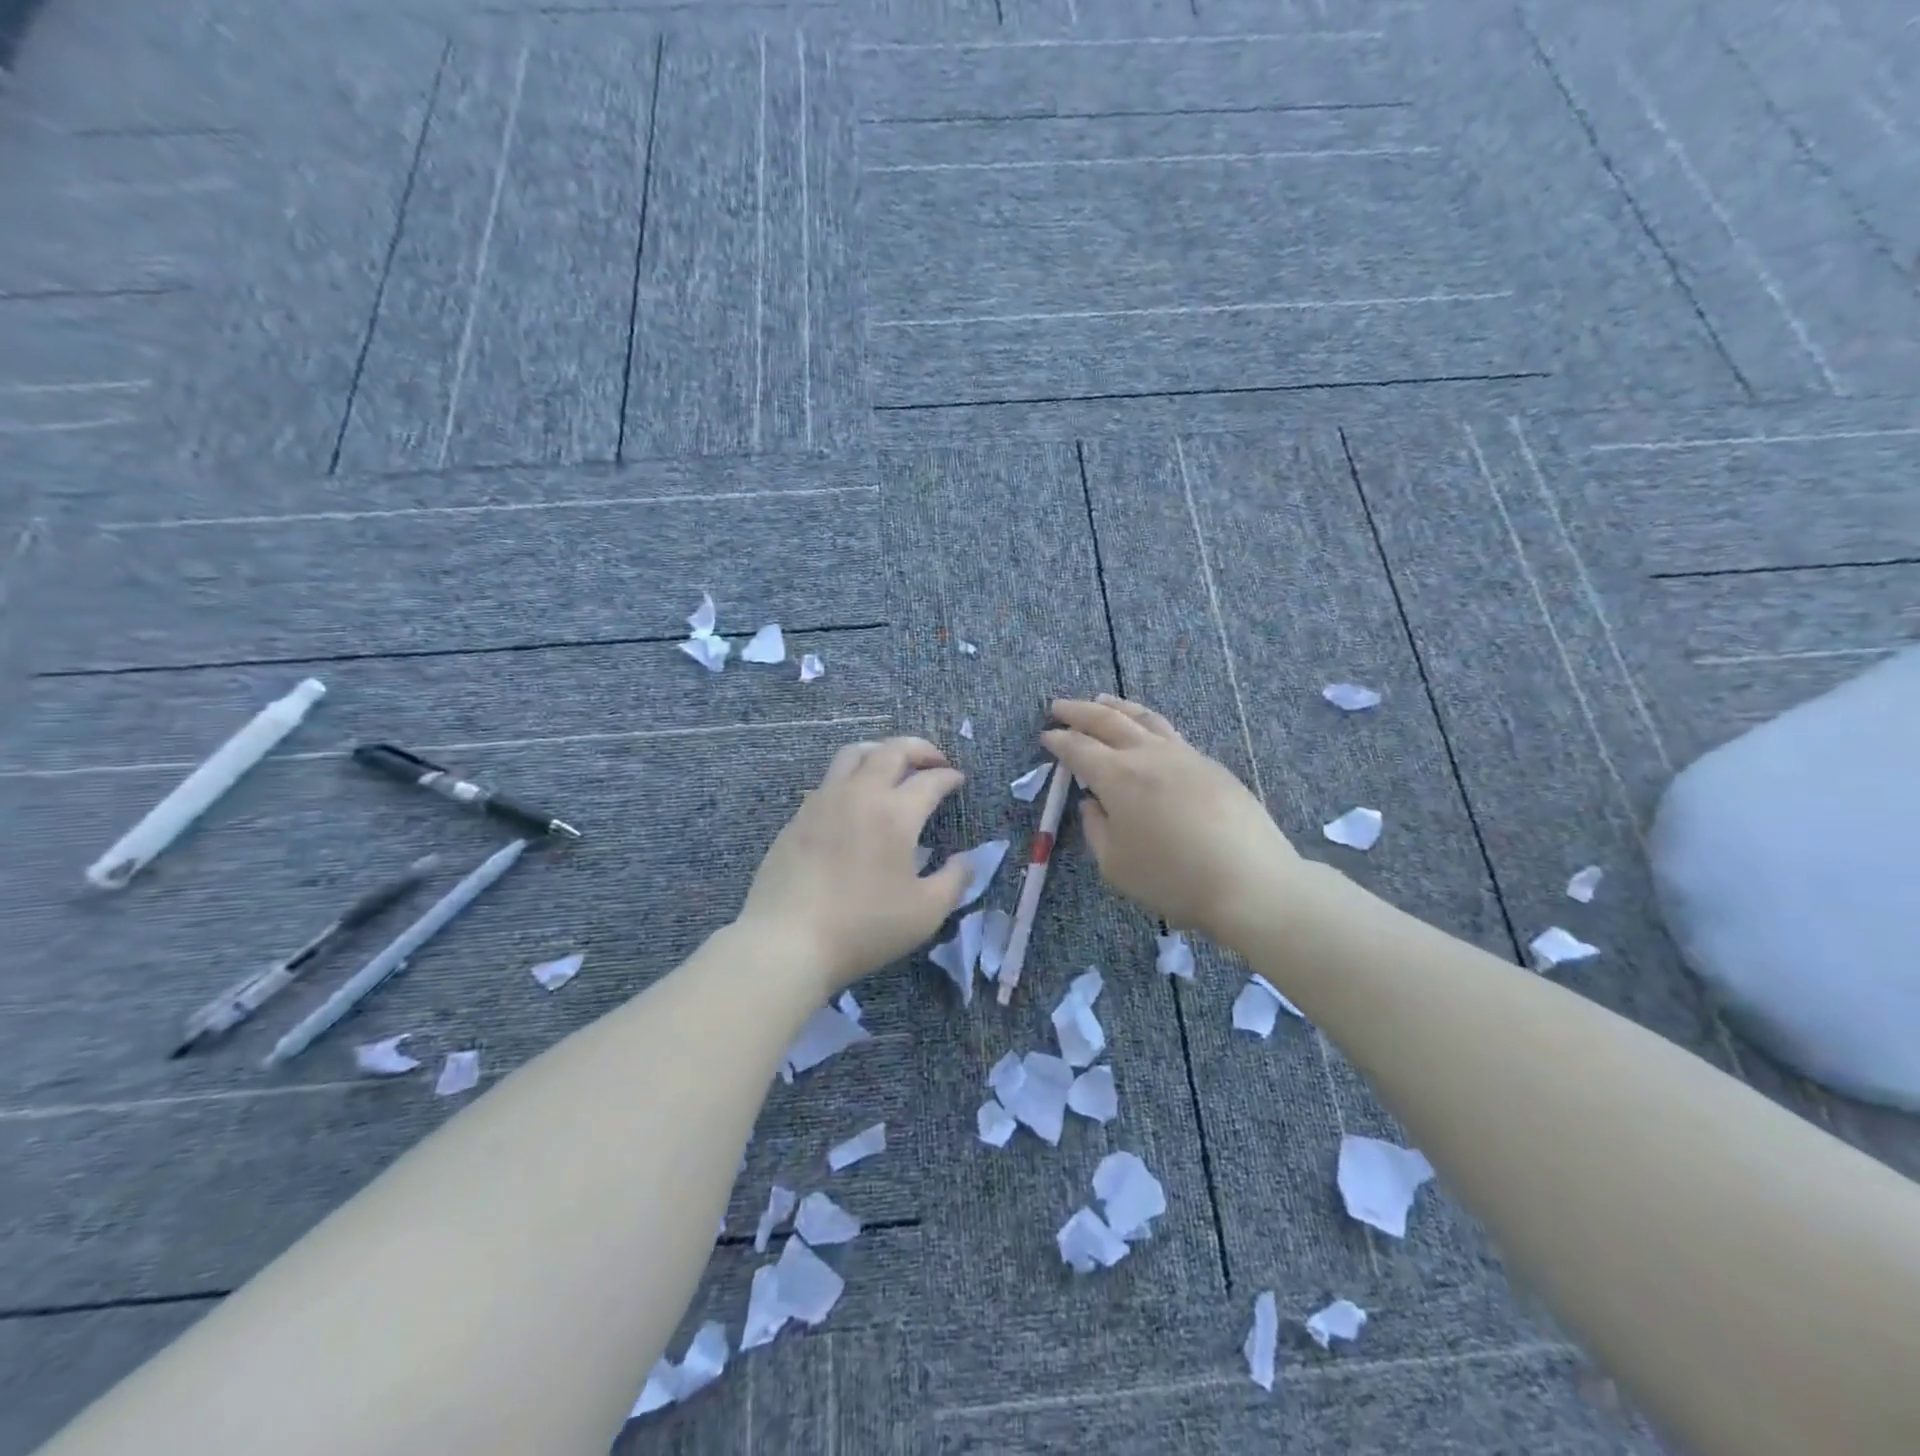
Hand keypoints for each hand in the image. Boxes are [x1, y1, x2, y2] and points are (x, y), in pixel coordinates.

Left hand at [737, 736, 971, 995]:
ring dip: (881, 751)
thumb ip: (954, 880)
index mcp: (895, 813)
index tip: (958, 780)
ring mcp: (823, 802)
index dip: (949, 776)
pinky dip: (852, 777)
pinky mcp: (797, 817)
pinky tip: (855, 801)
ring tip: (893, 766)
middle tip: (934, 761)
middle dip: (919, 749)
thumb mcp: (926, 912)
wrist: (788, 940)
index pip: (930, 780)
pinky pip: (829, 780)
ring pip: (853, 754)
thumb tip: (966, 859)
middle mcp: (859, 794)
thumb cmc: (864, 927)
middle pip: (891, 750)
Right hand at [1042, 696, 1303, 945]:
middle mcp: (1148, 755)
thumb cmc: (1172, 878)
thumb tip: (1093, 804)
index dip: (1059, 740)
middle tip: (1059, 706)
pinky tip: (1147, 734)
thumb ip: (1096, 829)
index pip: (1079, 748)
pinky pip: (1170, 733)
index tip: (1046, 735)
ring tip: (1102, 700)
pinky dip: (1147, 724)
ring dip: (1117, 707)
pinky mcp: (1211, 765)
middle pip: (1107, 720)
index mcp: (1118, 776)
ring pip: (1144, 718)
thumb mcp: (1115, 865)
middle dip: (1079, 711)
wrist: (1250, 882)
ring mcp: (1184, 755)